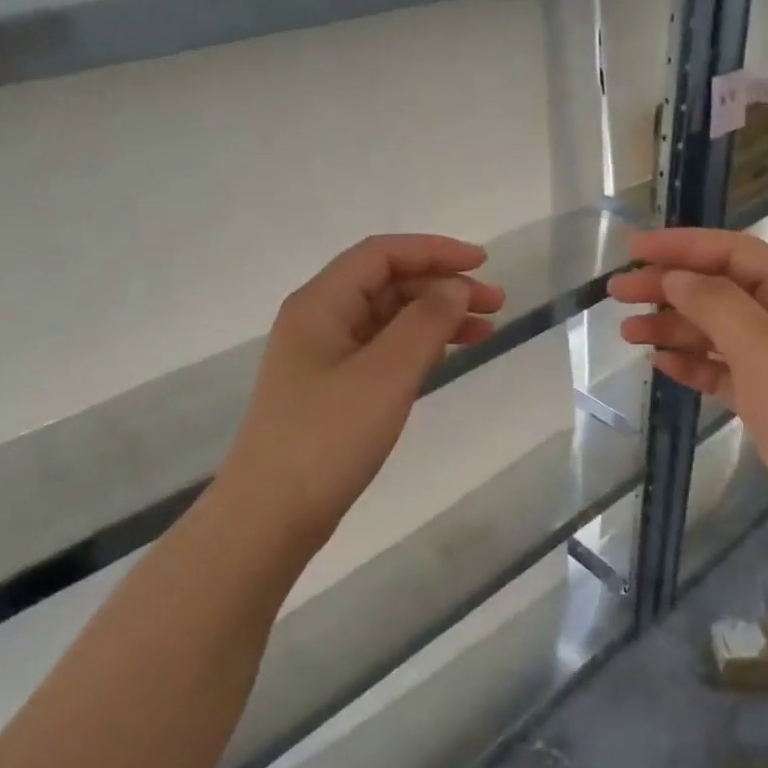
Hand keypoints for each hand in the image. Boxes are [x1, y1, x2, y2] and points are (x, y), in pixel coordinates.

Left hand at [221, 235, 504, 545]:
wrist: (272, 515)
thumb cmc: (327, 438)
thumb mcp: (385, 374)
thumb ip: (425, 323)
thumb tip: (455, 287)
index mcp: (320, 304)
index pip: (381, 255)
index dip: (434, 251)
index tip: (483, 264)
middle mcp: (319, 321)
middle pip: (387, 285)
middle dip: (442, 287)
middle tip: (496, 306)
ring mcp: (323, 358)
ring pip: (388, 320)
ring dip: (435, 318)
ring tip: (485, 332)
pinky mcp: (332, 391)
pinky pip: (382, 351)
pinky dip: (417, 348)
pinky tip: (446, 356)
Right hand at [608, 228, 767, 534]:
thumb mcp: (761, 344)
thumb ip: (714, 303)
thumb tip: (675, 277)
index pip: (731, 253)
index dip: (682, 245)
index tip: (633, 249)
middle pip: (717, 290)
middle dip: (667, 286)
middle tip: (617, 292)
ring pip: (714, 332)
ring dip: (672, 327)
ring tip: (628, 332)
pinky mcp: (765, 400)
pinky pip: (720, 371)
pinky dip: (690, 364)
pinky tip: (660, 363)